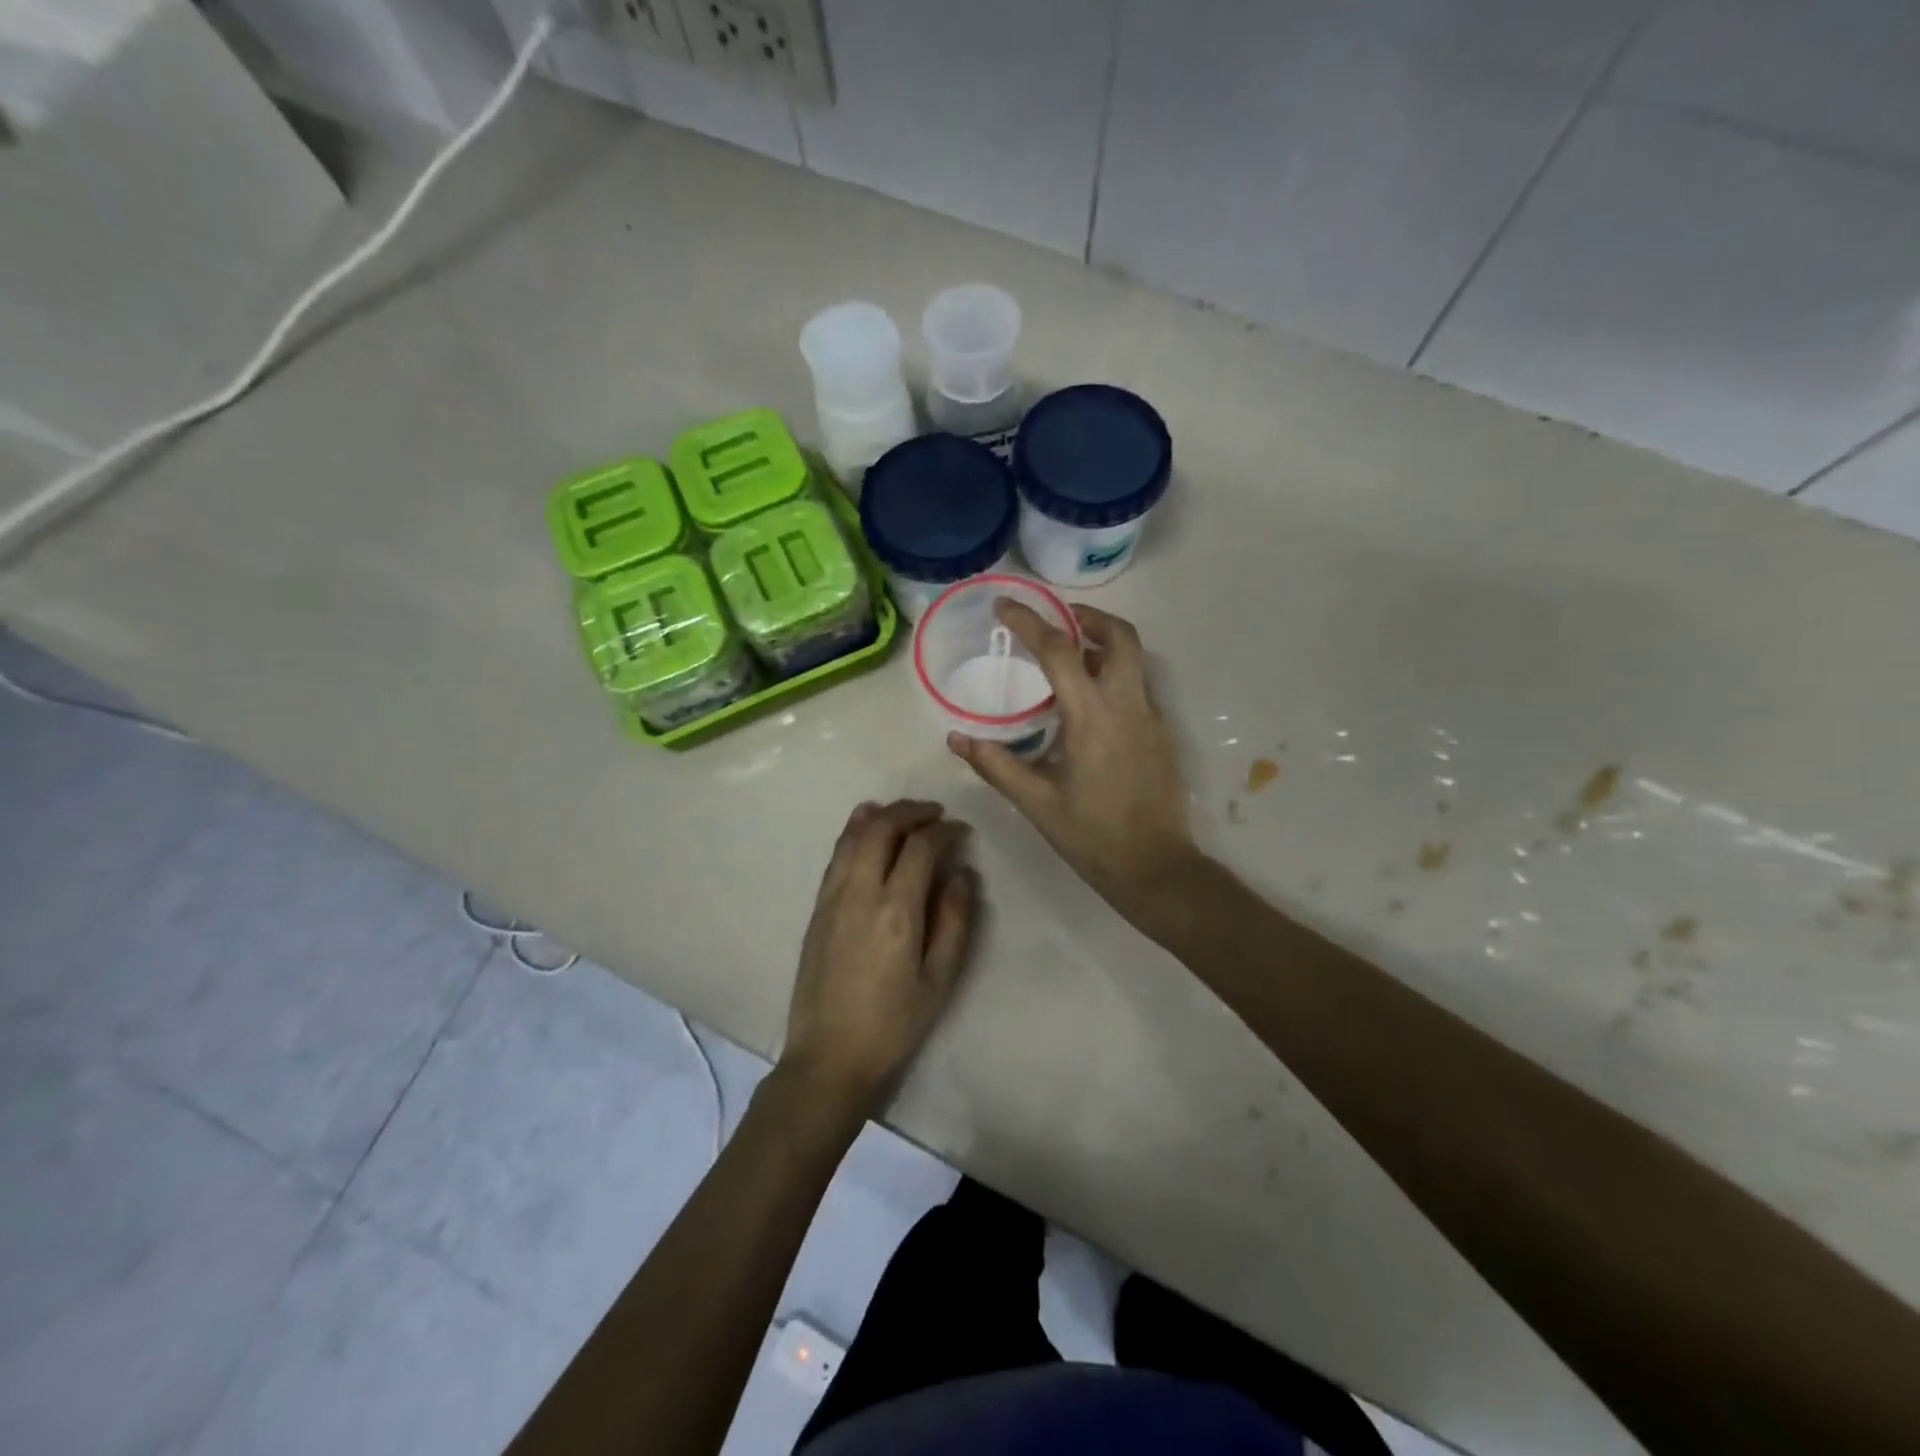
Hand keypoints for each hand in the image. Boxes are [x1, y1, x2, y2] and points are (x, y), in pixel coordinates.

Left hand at [779, 800, 978, 1119]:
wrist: (830, 1057)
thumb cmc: (894, 1023)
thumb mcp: (939, 979)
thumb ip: (955, 920)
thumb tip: (963, 873)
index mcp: (896, 910)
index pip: (921, 847)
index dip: (944, 831)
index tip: (961, 831)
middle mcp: (860, 892)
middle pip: (883, 829)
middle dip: (912, 812)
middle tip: (936, 814)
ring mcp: (833, 897)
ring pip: (855, 836)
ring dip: (882, 815)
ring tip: (905, 812)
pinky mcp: (817, 908)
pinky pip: (836, 855)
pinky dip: (853, 831)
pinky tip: (864, 824)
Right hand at [948, 602, 1196, 918]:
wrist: (1155, 867)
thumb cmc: (1091, 836)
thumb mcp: (1036, 802)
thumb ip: (996, 764)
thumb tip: (956, 738)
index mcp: (1091, 718)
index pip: (1058, 652)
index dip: (1029, 622)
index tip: (1004, 606)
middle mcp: (1127, 706)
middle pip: (1119, 636)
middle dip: (1089, 617)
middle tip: (1059, 619)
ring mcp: (1151, 718)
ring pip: (1135, 659)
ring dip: (1104, 643)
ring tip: (1072, 654)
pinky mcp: (1162, 734)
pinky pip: (1138, 687)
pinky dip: (1114, 674)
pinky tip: (1090, 703)